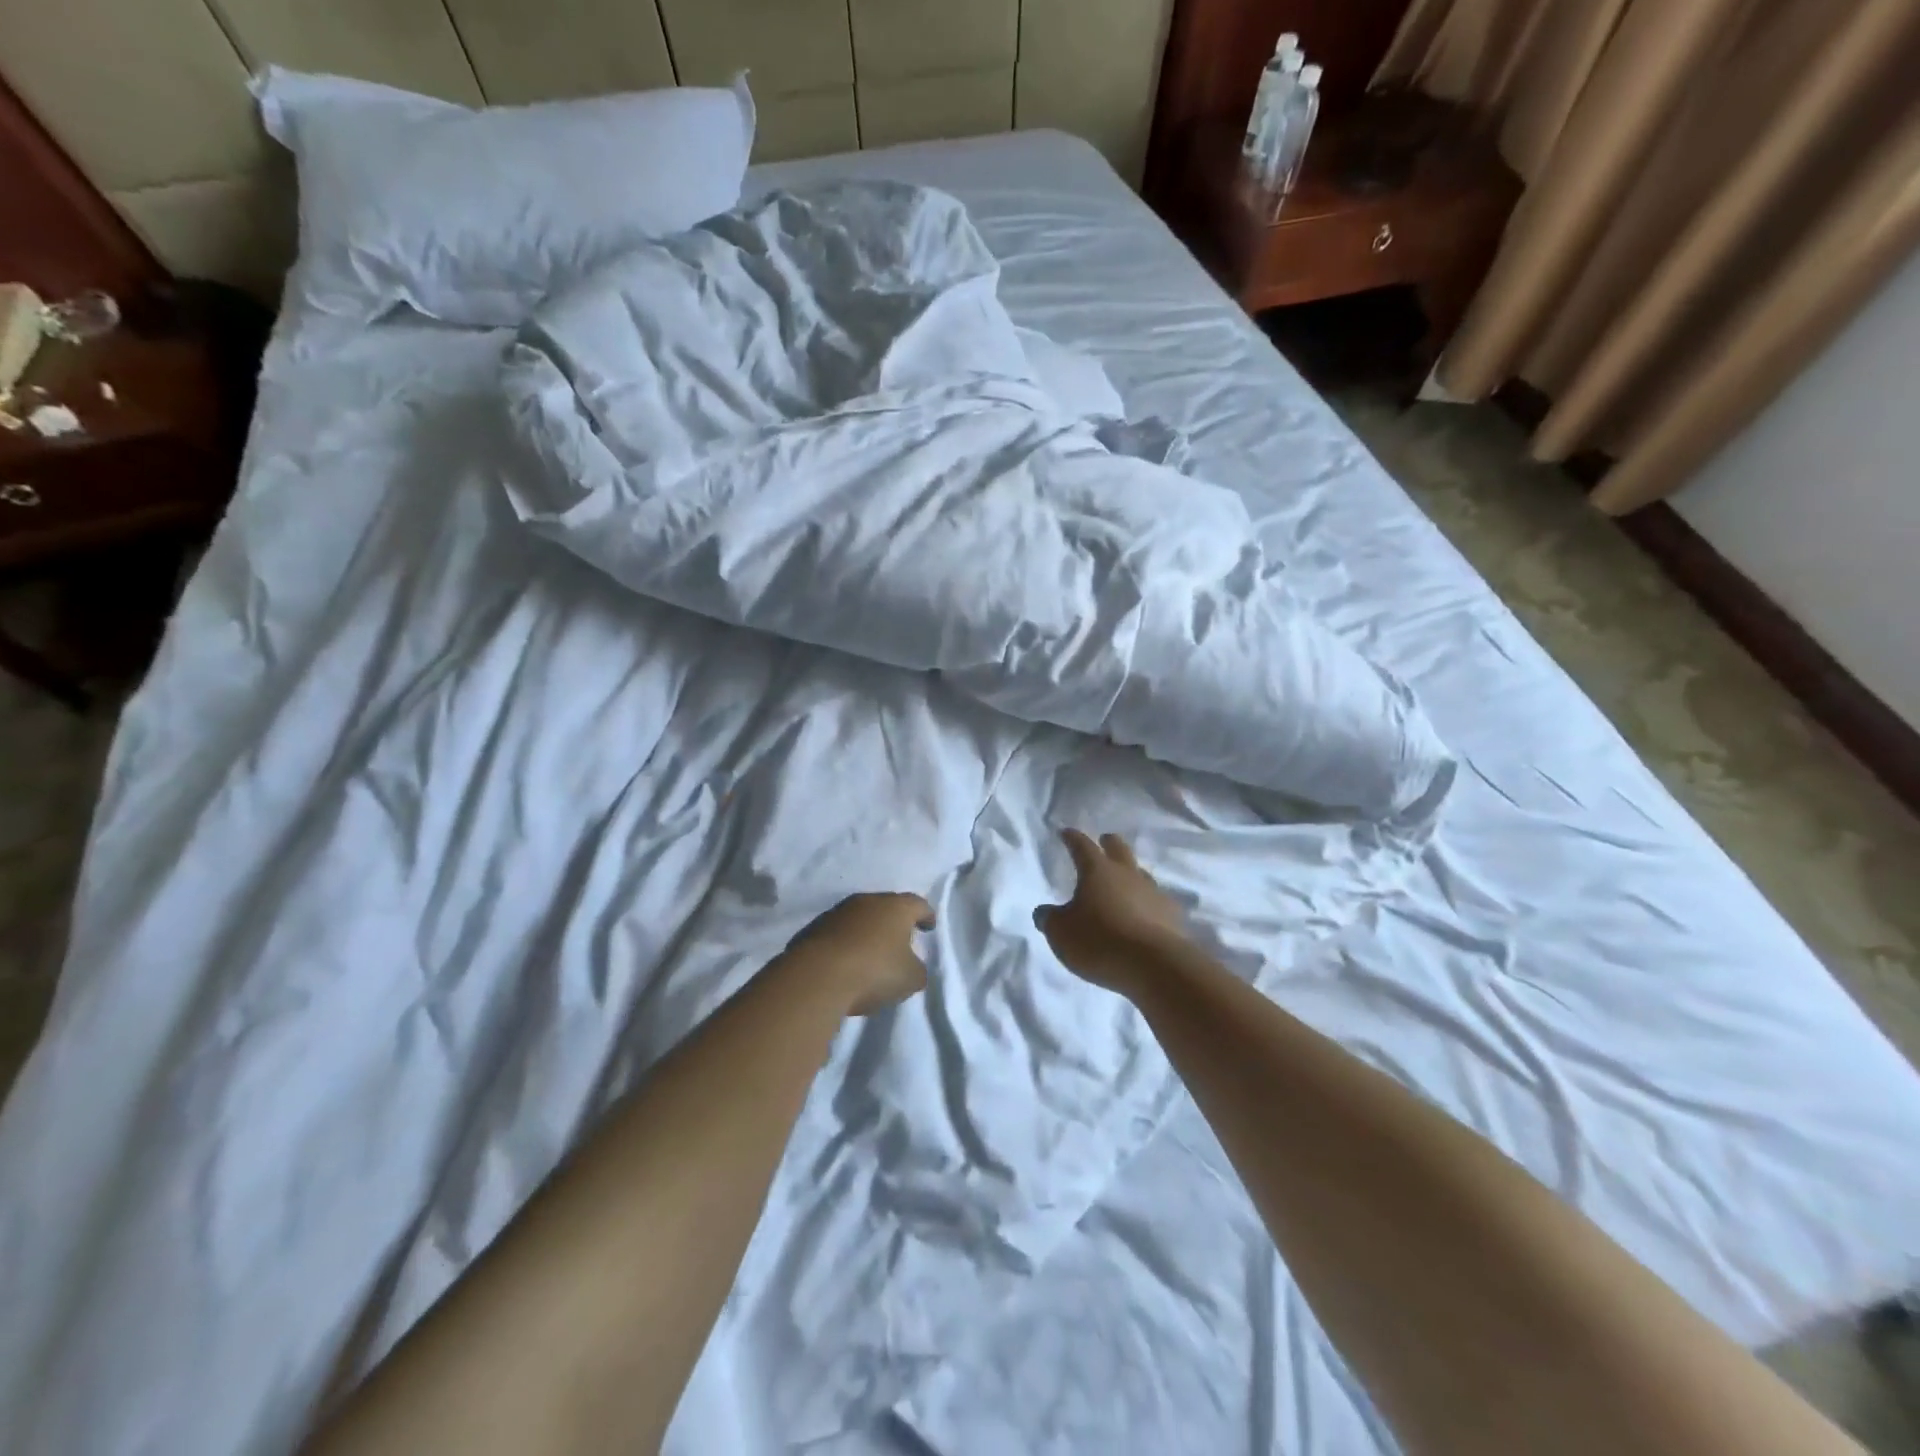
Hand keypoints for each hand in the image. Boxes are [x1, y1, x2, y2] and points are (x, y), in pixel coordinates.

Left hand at [787, 892, 935, 1015]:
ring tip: (872, 951)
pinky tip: (847, 960)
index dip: (926, 915)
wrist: (817, 976)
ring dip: (868, 931)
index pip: (918, 904)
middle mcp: (867, 901)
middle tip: (901, 938)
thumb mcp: (910, 978)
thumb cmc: (874, 971)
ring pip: (860, 917)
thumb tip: (912, 965)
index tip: (929, 925)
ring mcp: (838, 912)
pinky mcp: (814, 928)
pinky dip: (847, 942)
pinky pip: (839, 932)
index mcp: (896, 907)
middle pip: (887, 906)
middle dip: (895, 921)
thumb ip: (917, 969)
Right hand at [1033, 830, 1189, 994]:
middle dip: (1109, 843)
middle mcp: (1127, 874)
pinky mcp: (1172, 916)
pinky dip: (1148, 904)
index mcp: (1097, 871)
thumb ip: (1050, 919)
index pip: (1082, 846)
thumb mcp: (1061, 932)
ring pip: (1141, 873)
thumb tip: (1044, 912)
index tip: (1066, 832)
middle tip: (1104, 840)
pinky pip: (1157, 902)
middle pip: (1119, 849)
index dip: (1072, 838)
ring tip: (1125, 881)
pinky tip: (1145, 914)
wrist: (1154, 965)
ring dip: (1131, 874)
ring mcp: (1154, 893)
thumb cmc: (1099, 941)